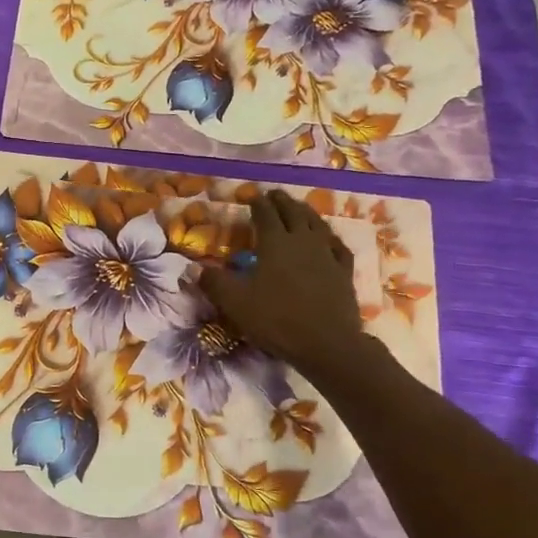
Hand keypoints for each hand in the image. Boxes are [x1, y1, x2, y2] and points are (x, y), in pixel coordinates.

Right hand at [199, 192, 369, 380]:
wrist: (326, 343)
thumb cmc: (276, 319)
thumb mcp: (235, 302)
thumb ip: (213, 282)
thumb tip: (193, 268)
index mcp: (275, 242)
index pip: (265, 214)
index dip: (257, 203)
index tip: (251, 196)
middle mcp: (302, 241)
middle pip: (292, 212)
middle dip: (281, 201)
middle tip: (274, 194)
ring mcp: (327, 255)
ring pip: (316, 224)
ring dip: (305, 212)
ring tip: (299, 207)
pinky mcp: (344, 272)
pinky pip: (337, 246)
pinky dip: (330, 237)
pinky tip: (328, 238)